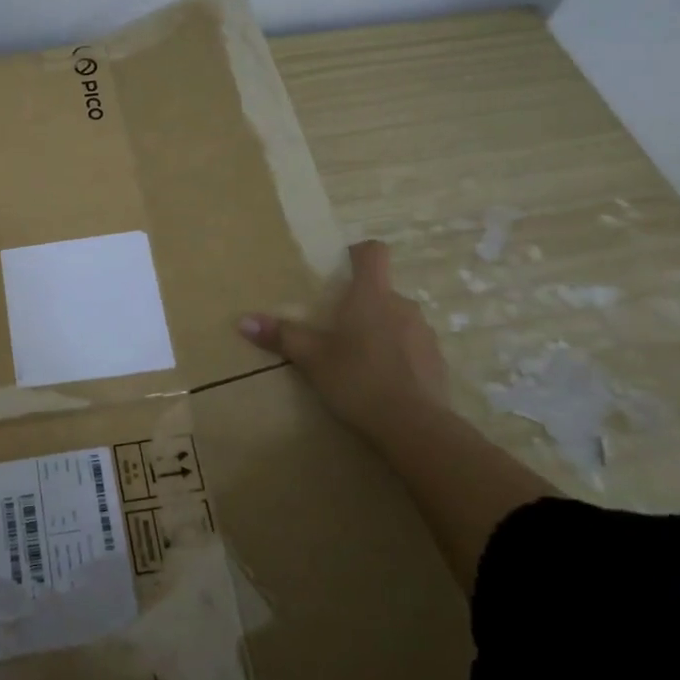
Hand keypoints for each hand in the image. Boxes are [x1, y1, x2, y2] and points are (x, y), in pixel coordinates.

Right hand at [240, 240, 449, 436]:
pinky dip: (398, 355)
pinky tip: (383, 381)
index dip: (359, 253)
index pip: (374, 252)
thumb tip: (242, 321)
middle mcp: (403, 305)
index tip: (342, 265)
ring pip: (398, 318)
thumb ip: (281, 336)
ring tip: (359, 358)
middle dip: (362, 303)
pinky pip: (412, 346)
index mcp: (371, 296)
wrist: (414, 426)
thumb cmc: (357, 380)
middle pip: (382, 290)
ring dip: (381, 329)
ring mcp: (424, 333)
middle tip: (338, 328)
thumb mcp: (312, 358)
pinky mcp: (437, 361)